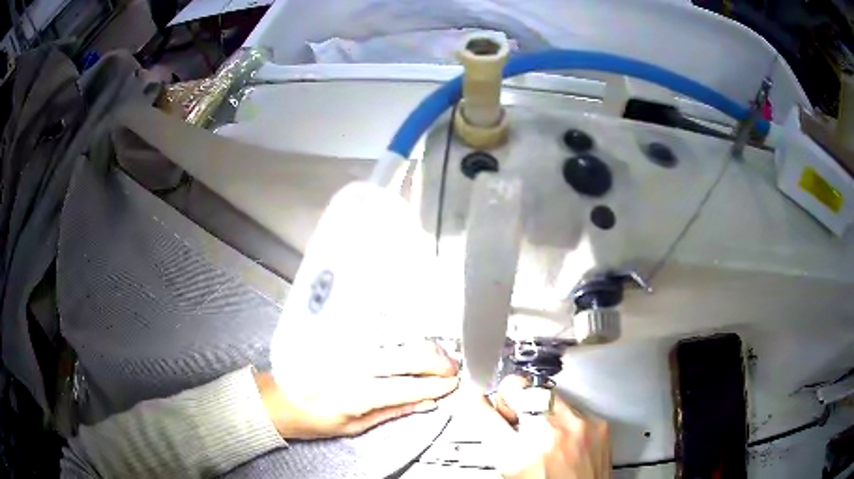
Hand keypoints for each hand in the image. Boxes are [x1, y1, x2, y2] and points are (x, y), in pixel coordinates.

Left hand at [255, 341, 458, 439]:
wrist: (276, 397)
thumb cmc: (311, 417)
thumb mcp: (354, 426)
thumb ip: (393, 412)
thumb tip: (427, 403)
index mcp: (356, 394)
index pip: (408, 386)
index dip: (436, 385)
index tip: (452, 384)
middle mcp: (351, 363)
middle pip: (407, 355)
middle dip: (437, 361)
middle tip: (451, 367)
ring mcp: (344, 343)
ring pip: (395, 336)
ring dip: (422, 344)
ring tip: (436, 352)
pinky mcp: (337, 332)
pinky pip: (376, 327)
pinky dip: (400, 331)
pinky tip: (410, 337)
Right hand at [472, 376, 610, 478]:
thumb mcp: (512, 473)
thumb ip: (501, 444)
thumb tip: (494, 421)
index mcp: (518, 456)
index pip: (487, 414)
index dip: (480, 404)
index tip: (479, 399)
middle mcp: (549, 435)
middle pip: (520, 389)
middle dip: (513, 399)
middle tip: (513, 412)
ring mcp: (578, 426)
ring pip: (547, 394)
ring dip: (540, 408)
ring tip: (543, 430)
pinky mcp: (598, 424)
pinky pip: (572, 407)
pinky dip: (564, 418)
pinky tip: (564, 437)